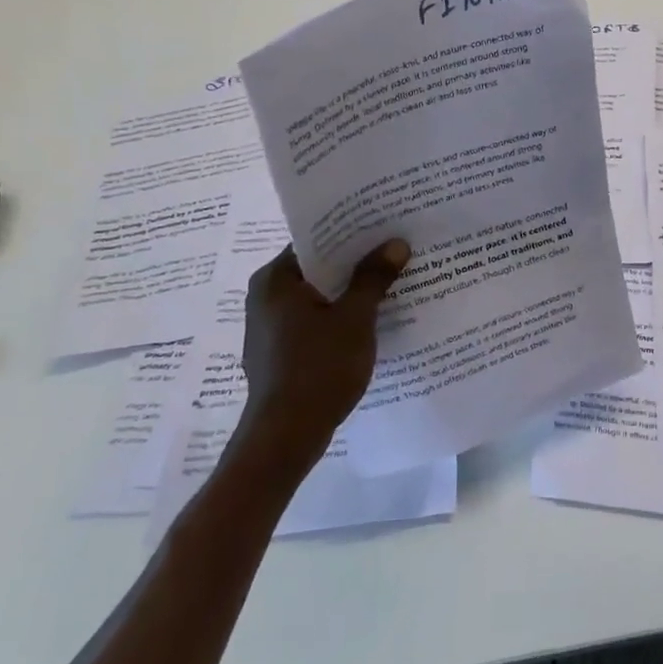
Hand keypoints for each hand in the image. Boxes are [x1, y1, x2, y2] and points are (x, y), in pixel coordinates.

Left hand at [233, 240, 409, 481]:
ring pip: (319, 297)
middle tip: (396, 251)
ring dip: (351, 292)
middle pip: (318, 268)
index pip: (315, 241)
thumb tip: (395, 243)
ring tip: (393, 283)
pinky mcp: (280, 353)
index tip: (384, 226)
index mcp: (276, 280)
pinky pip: (316, 322)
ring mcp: (271, 328)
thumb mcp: (355, 319)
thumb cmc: (318, 368)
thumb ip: (373, 278)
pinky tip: (373, 321)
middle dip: (356, 263)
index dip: (351, 233)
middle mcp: (266, 297)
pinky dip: (341, 317)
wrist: (286, 436)